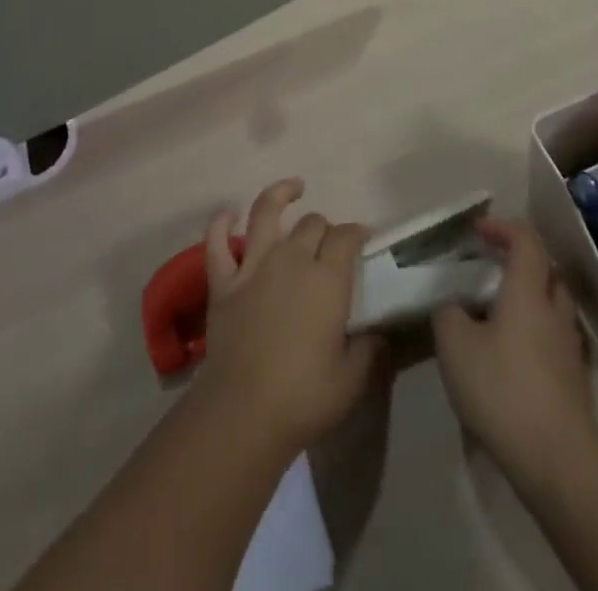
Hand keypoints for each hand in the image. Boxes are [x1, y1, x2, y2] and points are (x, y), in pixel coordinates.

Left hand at [194, 179, 385, 458]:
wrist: (244, 411)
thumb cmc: (304, 396)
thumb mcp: (352, 380)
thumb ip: (370, 350)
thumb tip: (380, 333)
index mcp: (327, 278)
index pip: (346, 237)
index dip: (357, 233)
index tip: (363, 238)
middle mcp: (291, 259)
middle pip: (312, 224)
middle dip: (325, 226)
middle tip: (330, 242)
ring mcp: (253, 265)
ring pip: (266, 212)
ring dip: (280, 194)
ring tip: (294, 187)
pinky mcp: (223, 281)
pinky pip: (217, 242)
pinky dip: (221, 224)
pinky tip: (228, 214)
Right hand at [432, 217, 597, 488]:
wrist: (558, 461)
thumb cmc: (502, 388)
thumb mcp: (454, 343)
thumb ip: (448, 312)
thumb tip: (453, 304)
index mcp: (528, 291)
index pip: (526, 240)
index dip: (503, 227)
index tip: (478, 230)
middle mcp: (554, 311)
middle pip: (547, 269)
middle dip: (520, 259)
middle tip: (490, 266)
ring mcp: (569, 348)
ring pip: (553, 305)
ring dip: (530, 296)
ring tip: (497, 310)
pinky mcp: (574, 381)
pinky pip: (554, 337)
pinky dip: (535, 331)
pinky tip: (511, 351)